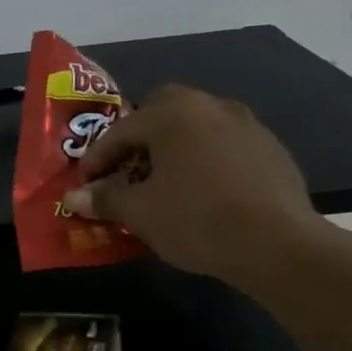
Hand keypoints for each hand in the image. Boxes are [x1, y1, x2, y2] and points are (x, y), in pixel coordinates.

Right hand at [62, 83, 325, 288]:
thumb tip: (73, 198)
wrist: (278, 245)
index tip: (85, 184)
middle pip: (162, 111)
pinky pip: (223, 145)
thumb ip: (104, 199)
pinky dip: (203, 160)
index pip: (120, 131)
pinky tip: (201, 192)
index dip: (96, 159)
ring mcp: (246, 124)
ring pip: (195, 126)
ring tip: (162, 183)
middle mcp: (210, 106)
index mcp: (172, 114)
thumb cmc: (196, 220)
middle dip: (138, 138)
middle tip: (125, 170)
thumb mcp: (139, 213)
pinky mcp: (271, 147)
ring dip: (173, 148)